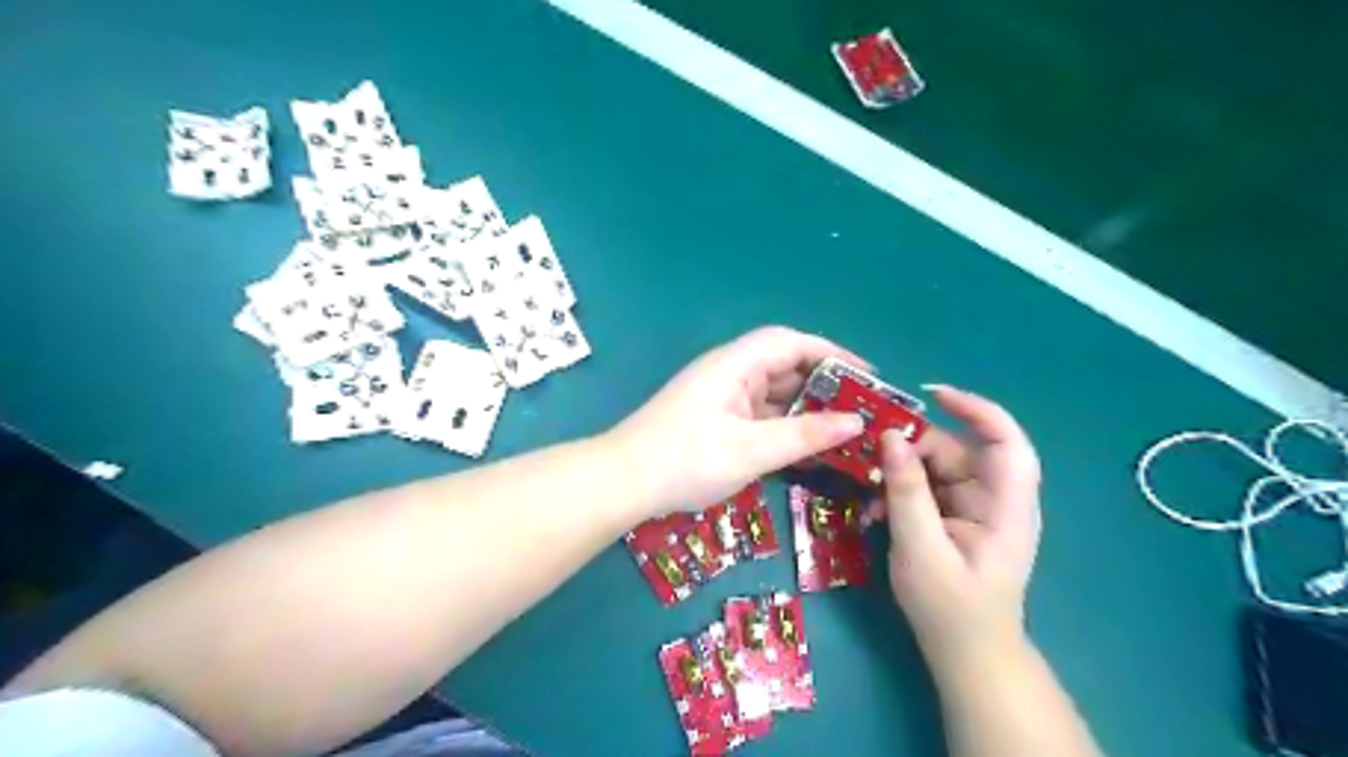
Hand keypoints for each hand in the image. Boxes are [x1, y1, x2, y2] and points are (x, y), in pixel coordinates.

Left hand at [609, 329, 862, 517]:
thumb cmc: (686, 459)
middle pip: (785, 366)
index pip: (791, 343)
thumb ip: (805, 435)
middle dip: (824, 385)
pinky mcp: (717, 420)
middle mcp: (730, 373)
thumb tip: (856, 422)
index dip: (832, 354)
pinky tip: (808, 447)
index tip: (867, 377)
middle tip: (862, 410)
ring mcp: (722, 397)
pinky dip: (785, 427)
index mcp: (735, 364)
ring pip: (774, 394)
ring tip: (845, 430)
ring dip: (806, 409)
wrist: (624, 483)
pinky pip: (761, 416)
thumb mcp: (752, 450)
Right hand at [886, 389, 1038, 664]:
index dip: (976, 410)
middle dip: (914, 450)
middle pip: (959, 451)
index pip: (1006, 442)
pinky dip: (901, 492)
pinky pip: (927, 488)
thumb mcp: (920, 548)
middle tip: (872, 458)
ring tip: (869, 492)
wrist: (966, 654)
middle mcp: (996, 500)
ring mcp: (976, 509)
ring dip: (900, 474)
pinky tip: (877, 511)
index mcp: (1006, 508)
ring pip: (937, 468)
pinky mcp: (956, 518)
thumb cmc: (950, 608)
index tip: (930, 395)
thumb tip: (889, 437)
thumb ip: (906, 491)